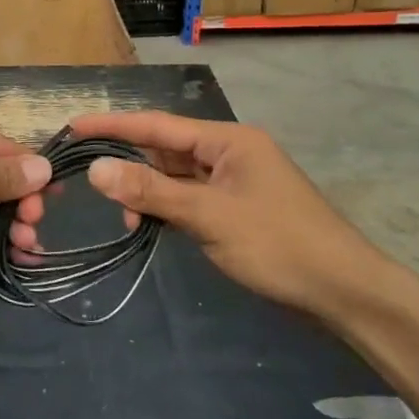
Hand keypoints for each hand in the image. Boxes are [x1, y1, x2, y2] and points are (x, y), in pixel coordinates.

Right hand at [68, 111, 382, 314]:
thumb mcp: (209, 216)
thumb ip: (151, 191)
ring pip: (176, 176)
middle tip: (89, 178)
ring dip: (148, 191)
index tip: (73, 126)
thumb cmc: (279, 244)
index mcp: (227, 140)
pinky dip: (167, 208)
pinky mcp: (237, 209)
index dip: (113, 125)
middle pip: (166, 149)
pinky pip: (190, 198)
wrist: (345, 292)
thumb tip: (96, 169)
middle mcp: (229, 152)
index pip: (157, 125)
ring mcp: (235, 182)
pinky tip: (147, 224)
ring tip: (121, 213)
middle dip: (129, 163)